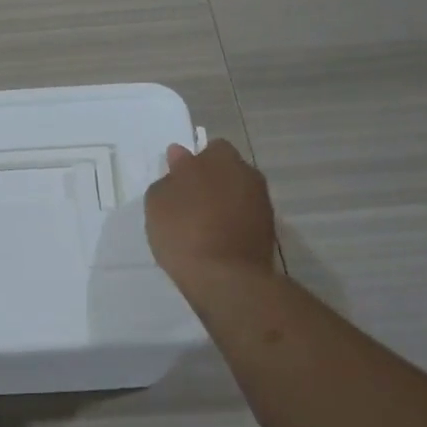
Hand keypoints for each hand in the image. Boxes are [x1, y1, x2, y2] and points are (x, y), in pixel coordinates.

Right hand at [144, 139, 278, 285]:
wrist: (225, 278)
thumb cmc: (184, 230)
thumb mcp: (158, 201)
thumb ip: (170, 176)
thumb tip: (180, 159)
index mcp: (220, 158)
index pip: (209, 148)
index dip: (192, 162)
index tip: (177, 181)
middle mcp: (247, 174)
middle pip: (227, 170)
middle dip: (211, 180)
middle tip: (187, 203)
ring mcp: (262, 203)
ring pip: (237, 194)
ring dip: (223, 203)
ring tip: (200, 226)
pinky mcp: (268, 231)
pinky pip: (244, 218)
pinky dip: (232, 224)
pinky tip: (215, 241)